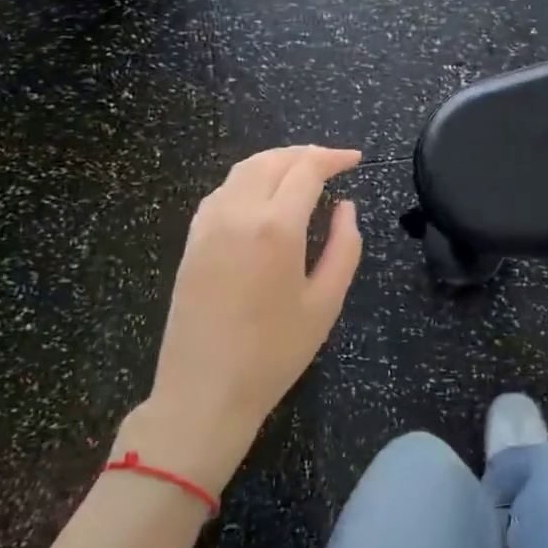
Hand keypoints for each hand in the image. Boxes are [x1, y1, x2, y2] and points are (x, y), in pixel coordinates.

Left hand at [116, 145, 363, 492]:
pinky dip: (248, 180)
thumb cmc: (274, 353)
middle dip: (306, 154)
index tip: (356, 160)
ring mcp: (208, 224)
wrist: (203, 393)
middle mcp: (238, 213)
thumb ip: (344, 246)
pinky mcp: (192, 240)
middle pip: (273, 160)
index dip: (334, 158)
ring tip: (301, 173)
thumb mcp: (326, 303)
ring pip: (243, 170)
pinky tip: (263, 196)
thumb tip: (345, 207)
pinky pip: (222, 191)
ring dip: (276, 162)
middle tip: (333, 163)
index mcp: (275, 227)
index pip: (307, 169)